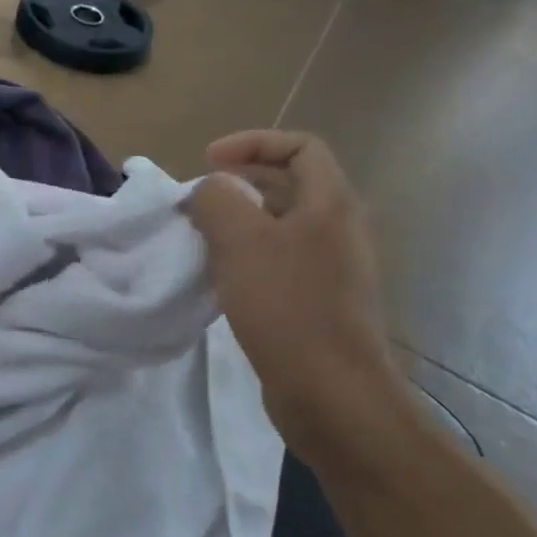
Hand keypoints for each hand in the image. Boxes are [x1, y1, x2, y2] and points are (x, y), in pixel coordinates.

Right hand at [186, 131, 395, 429]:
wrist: (331, 392)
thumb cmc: (287, 306)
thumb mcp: (241, 241)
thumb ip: (218, 199)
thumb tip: (210, 190)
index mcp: (330, 204)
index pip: (300, 147)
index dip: (253, 143)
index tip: (208, 162)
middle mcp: (338, 229)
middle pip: (290, 184)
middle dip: (240, 182)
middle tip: (198, 199)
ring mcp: (331, 268)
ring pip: (280, 225)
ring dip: (239, 221)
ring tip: (201, 236)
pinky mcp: (318, 301)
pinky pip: (279, 260)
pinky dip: (247, 255)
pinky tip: (219, 277)